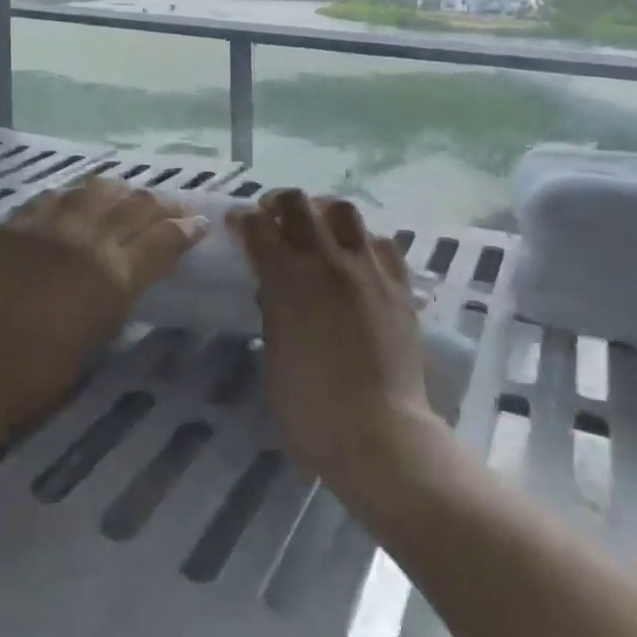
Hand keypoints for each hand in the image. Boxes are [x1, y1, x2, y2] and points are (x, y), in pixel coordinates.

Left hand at [0, 176, 205, 452]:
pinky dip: (77, 197)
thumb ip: (128, 288)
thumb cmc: (45, 371)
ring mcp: (49, 224)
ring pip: (98, 187)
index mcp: (114, 275)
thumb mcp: (103, 330)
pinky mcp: (17, 221)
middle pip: (137, 203)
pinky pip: (57, 195)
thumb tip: (144, 262)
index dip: (188, 226)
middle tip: (173, 207)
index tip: (200, 223)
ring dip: (122, 192)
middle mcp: (86, 238)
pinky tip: (79, 206)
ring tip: (127, 200)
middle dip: (163, 202)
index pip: (165, 236)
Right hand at [229, 189, 444, 499]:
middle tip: (272, 215)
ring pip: (344, 211)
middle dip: (279, 203)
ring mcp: (368, 268)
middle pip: (300, 204)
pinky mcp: (399, 284)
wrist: (380, 433)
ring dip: (322, 211)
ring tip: (317, 226)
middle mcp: (327, 261)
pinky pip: (382, 242)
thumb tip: (274, 290)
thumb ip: (272, 313)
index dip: (243, 220)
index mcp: (287, 279)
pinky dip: (363, 240)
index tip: (237, 223)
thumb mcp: (274, 359)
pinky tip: (358, 256)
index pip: (259, 228)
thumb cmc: (312, 410)